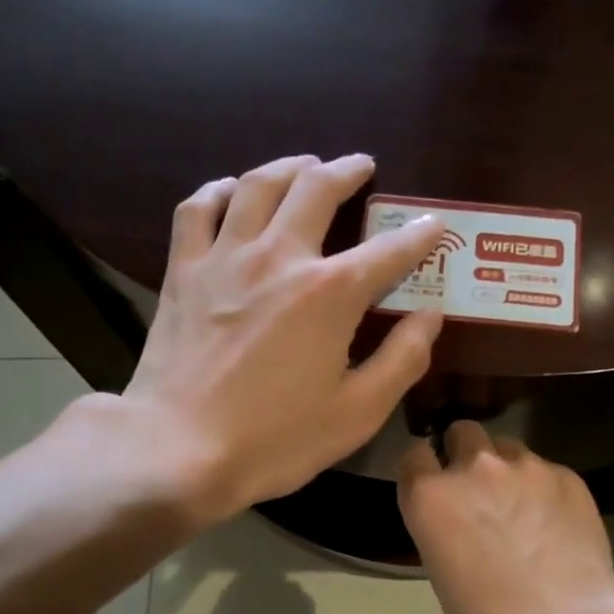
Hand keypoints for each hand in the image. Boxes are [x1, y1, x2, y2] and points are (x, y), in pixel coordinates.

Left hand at [117, 154, 446, 521]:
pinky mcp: (183, 271)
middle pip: (317, 189)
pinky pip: (199, 209)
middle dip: (347, 171)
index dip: (418, 234)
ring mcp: (225, 258)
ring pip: (258, 184)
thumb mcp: (358, 412)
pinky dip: (220, 191)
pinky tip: (231, 192)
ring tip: (304, 165)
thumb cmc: (276, 439)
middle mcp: (280, 257)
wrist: (179, 449)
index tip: (433, 224)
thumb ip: (403, 359)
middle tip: (361, 167)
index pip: (389, 250)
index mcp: (331, 293)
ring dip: (289, 166)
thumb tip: (431, 316)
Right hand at [400, 422, 613, 613]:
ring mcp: (526, 467)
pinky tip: (556, 523)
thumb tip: (460, 518)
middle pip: (463, 432)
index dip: (424, 469)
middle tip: (480, 490)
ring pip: (508, 448)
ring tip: (523, 506)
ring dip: (507, 469)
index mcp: (430, 496)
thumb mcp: (442, 572)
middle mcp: (474, 468)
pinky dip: (545, 489)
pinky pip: (547, 470)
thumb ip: (444, 527)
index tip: (433, 486)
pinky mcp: (568, 476)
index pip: (414, 454)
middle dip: (466, 454)